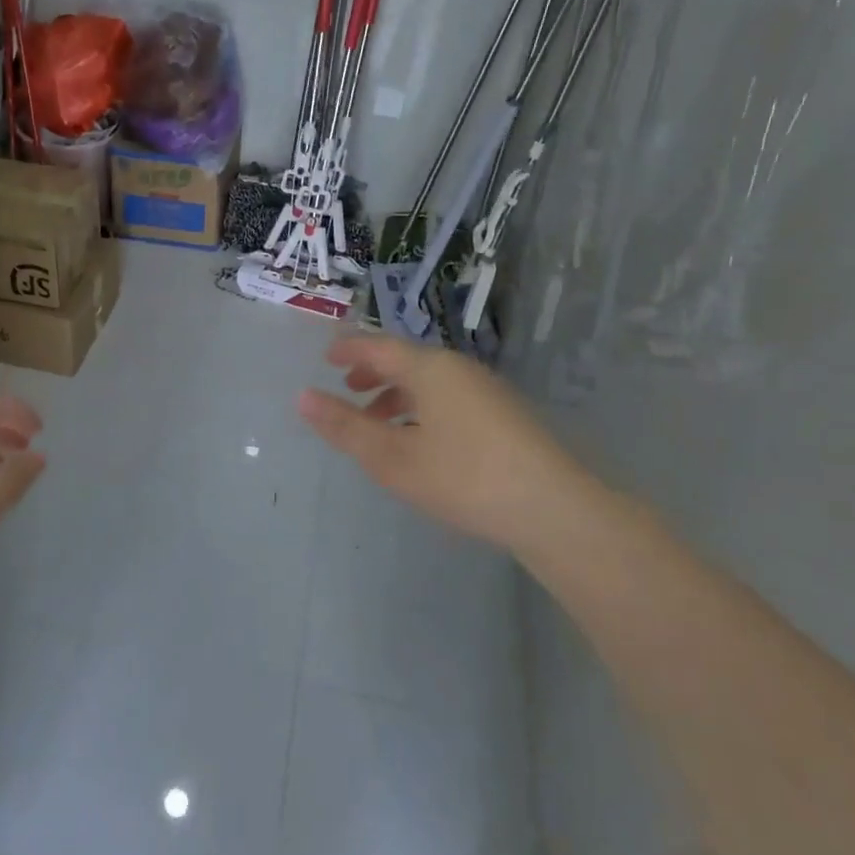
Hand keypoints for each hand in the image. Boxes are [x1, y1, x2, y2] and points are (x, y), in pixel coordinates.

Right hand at [298, 336, 571, 551]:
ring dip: (398, 395)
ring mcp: (487, 391)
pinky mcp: (505, 416)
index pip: (380, 347)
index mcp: (430, 369)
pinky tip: (422, 440)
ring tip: (378, 421)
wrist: (551, 508)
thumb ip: (346, 427)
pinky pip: (451, 398)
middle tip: (348, 389)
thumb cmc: (462, 477)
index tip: (327, 358)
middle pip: (408, 361)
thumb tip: (303, 397)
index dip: (350, 350)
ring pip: (431, 382)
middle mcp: (459, 369)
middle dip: (374, 373)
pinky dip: (423, 408)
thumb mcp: (392, 457)